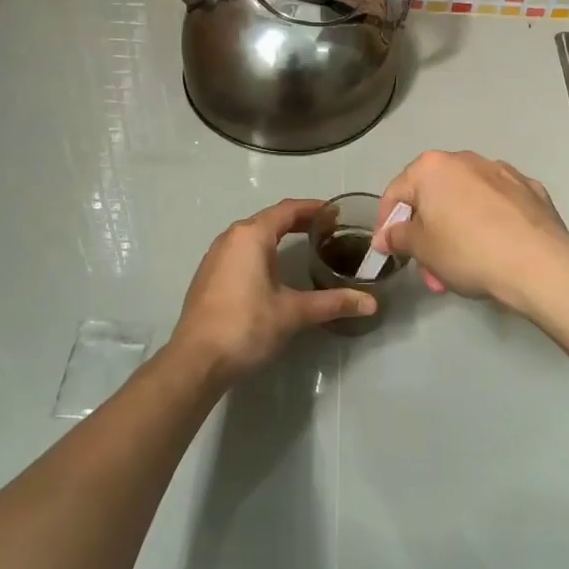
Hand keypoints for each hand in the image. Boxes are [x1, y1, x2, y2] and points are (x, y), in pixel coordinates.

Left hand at [167, 199, 375, 385]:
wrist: (196, 360)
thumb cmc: (246, 326)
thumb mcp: (293, 312)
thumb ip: (333, 303)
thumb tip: (371, 303)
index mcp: (251, 235)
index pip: (288, 209)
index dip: (314, 208)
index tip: (337, 213)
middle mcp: (231, 237)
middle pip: (270, 219)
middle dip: (299, 221)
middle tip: (328, 230)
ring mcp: (215, 256)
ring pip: (253, 235)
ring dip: (278, 235)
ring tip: (305, 245)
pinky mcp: (208, 275)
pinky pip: (241, 251)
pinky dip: (262, 251)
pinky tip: (274, 270)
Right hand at [373, 151, 568, 309]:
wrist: (539, 264)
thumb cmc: (468, 251)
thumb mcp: (422, 249)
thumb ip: (398, 237)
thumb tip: (387, 235)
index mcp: (433, 167)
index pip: (396, 191)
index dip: (387, 223)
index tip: (389, 250)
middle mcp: (466, 160)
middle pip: (434, 196)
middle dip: (426, 233)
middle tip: (430, 269)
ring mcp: (503, 172)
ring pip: (466, 201)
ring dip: (456, 230)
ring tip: (461, 268)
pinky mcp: (531, 191)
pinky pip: (498, 206)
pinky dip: (489, 224)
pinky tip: (495, 251)